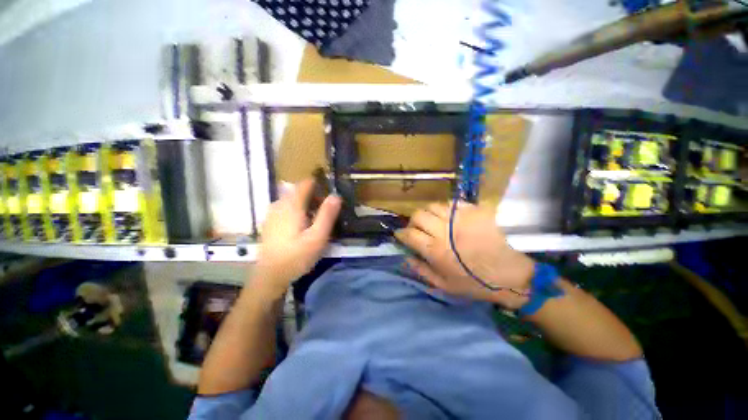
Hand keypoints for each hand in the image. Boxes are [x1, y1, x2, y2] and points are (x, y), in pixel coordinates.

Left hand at [254, 178, 340, 297]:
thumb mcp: (317, 237)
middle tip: (326, 211)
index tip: (330, 193)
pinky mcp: (270, 222)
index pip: (305, 184)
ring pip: (291, 200)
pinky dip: (296, 211)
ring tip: (316, 219)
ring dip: (305, 204)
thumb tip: (335, 195)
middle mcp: (279, 205)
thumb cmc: (296, 256)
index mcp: (291, 205)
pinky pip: (285, 208)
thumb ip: (327, 215)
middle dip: (313, 196)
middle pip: (298, 191)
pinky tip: (301, 226)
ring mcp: (272, 213)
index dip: (318, 185)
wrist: (270, 276)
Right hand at [395, 202, 533, 308]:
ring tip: (432, 222)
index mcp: (435, 251)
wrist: (510, 274)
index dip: (401, 234)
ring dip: (428, 214)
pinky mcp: (473, 211)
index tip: (401, 235)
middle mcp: (444, 231)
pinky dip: (445, 209)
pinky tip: (449, 217)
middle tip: (417, 229)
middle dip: (413, 222)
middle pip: (418, 216)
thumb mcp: (444, 285)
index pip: (409, 234)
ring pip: (433, 206)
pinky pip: (452, 203)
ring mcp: (459, 218)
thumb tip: (406, 258)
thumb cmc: (475, 283)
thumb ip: (422, 271)